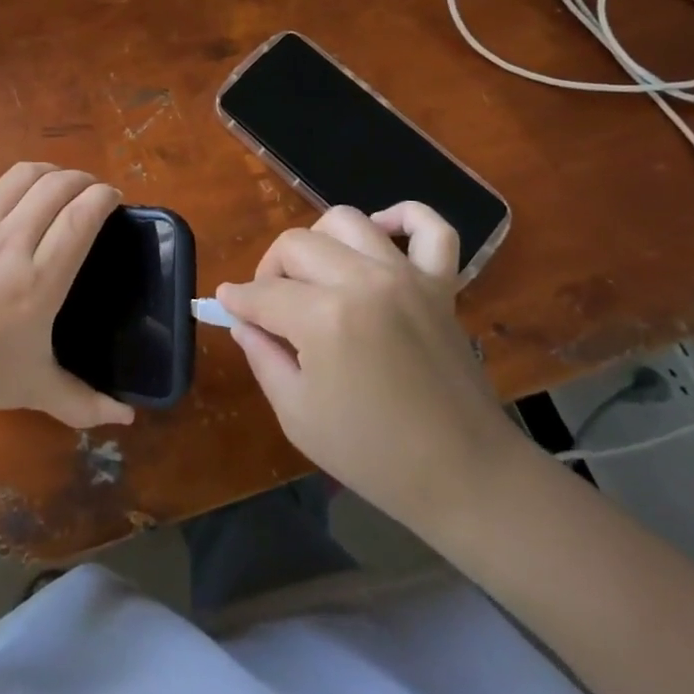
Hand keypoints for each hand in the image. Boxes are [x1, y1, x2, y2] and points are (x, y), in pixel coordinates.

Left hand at [0, 163, 135, 429]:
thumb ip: (84, 403)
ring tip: (62, 185)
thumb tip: (127, 418)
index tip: (115, 199)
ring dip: (53, 172)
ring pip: (26, 174)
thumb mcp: (35, 388)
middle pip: (58, 186)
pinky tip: (22, 197)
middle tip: (94, 193)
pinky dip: (19, 182)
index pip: (81, 217)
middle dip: (85, 180)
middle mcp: (13, 243)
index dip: (103, 198)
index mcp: (39, 282)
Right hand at [215, 203, 528, 529]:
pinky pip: (430, 228)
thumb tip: (242, 319)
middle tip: (270, 306)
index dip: (238, 302)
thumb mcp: (296, 414)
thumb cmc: (372, 454)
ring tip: (315, 275)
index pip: (262, 293)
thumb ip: (261, 356)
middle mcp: (363, 281)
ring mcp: (406, 277)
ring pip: (346, 220)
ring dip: (318, 241)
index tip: (228, 307)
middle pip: (295, 245)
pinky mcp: (440, 284)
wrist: (465, 476)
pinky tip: (380, 233)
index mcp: (324, 318)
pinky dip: (404, 217)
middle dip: (269, 271)